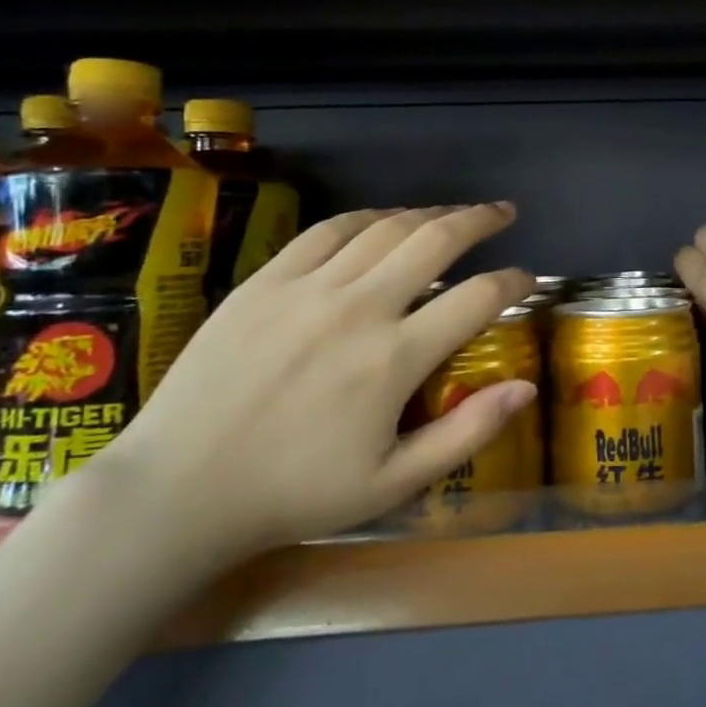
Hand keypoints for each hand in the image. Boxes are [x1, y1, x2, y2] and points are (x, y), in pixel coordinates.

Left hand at [107, 203, 535, 566]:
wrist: (177, 490)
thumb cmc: (294, 494)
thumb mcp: (392, 484)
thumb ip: (466, 433)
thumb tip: (526, 389)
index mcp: (394, 359)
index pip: (478, 298)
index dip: (514, 281)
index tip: (528, 278)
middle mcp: (359, 308)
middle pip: (437, 240)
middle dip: (481, 220)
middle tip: (504, 213)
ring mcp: (309, 287)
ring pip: (386, 227)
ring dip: (430, 213)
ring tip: (454, 212)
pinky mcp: (267, 280)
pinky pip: (329, 230)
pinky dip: (368, 216)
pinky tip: (385, 219)